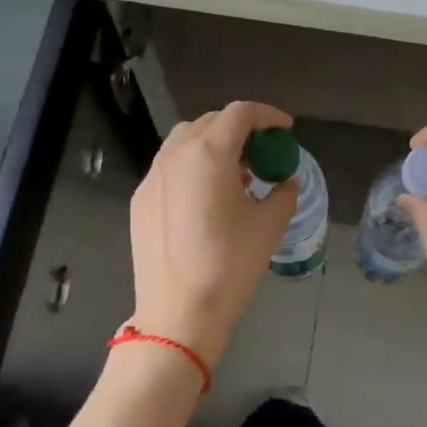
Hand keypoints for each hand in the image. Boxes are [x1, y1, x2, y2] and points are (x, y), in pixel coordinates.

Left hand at [127, 101, 296, 370]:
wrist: (178, 312)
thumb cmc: (230, 264)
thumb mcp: (270, 225)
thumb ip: (284, 193)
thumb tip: (285, 182)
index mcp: (209, 153)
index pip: (240, 113)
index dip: (268, 115)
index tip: (285, 130)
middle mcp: (175, 154)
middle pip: (210, 122)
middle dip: (240, 130)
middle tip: (262, 153)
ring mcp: (152, 176)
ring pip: (185, 142)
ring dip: (213, 146)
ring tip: (236, 174)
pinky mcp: (140, 199)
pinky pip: (170, 168)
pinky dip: (193, 168)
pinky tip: (206, 198)